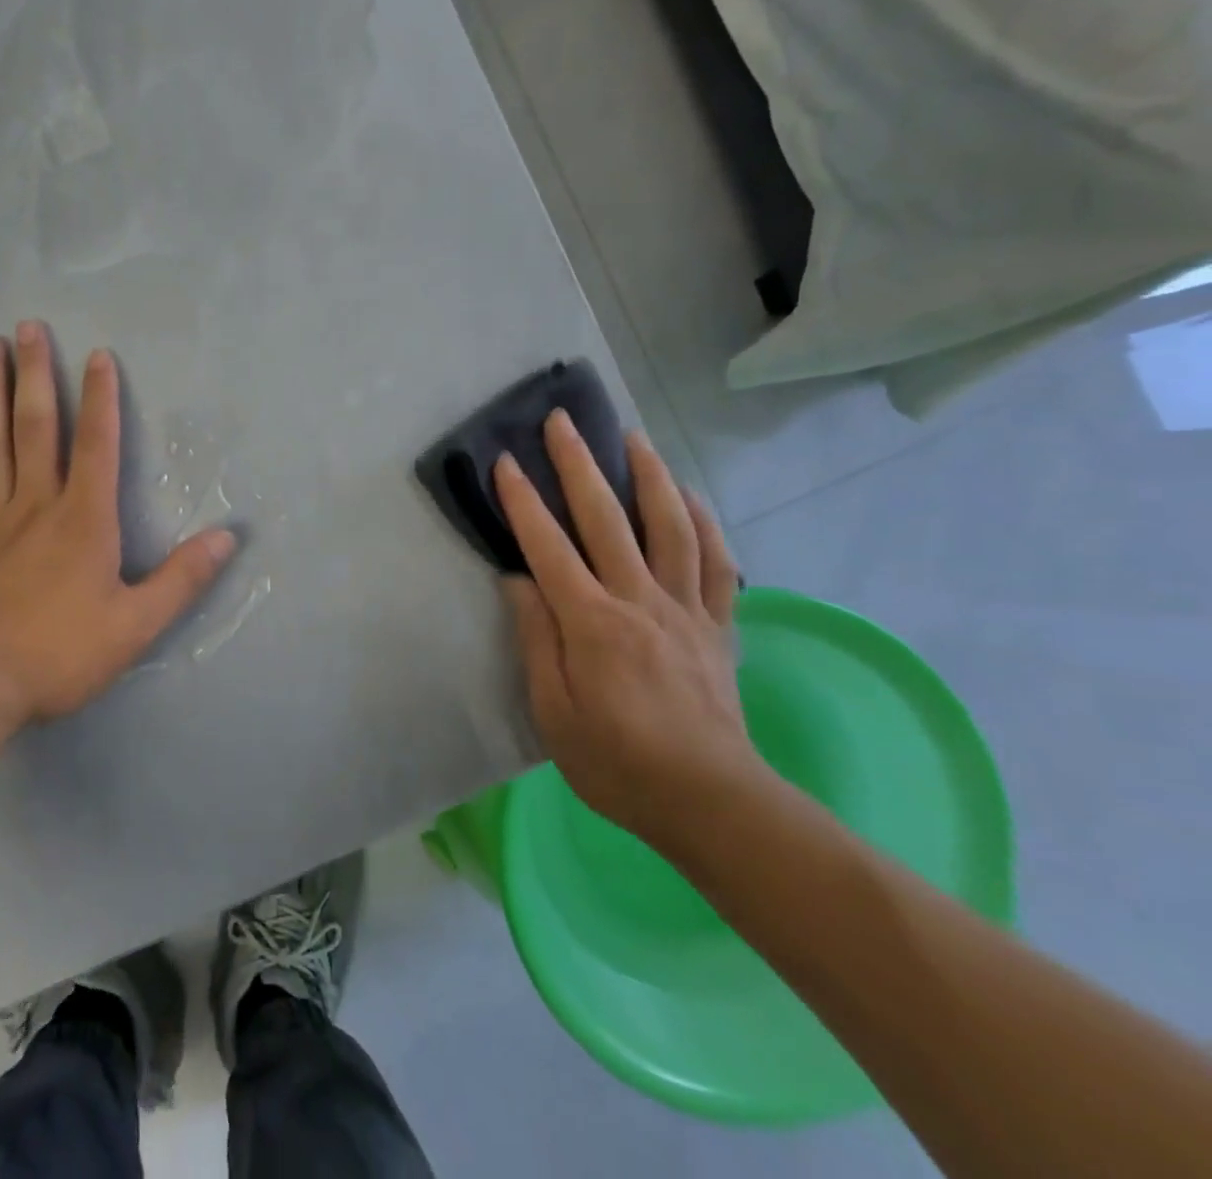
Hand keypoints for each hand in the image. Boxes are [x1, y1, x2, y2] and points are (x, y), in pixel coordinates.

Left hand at [0, 322, 236, 732]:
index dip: (101, 398)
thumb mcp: (136, 625)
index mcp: (83, 520)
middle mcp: (36, 504)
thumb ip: (183, 579)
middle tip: (27, 326)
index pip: (97, 445)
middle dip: (35, 374)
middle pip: (36, 427)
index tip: (97, 354)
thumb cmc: (59, 653)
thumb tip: (229, 537)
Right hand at [494, 411, 765, 847]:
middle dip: (580, 464)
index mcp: (593, 624)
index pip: (549, 548)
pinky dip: (704, 521)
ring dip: (649, 475)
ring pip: (670, 526)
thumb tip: (518, 581)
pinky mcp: (717, 624)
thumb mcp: (553, 714)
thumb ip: (536, 641)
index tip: (506, 462)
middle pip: (607, 519)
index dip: (524, 502)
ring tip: (634, 436)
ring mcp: (685, 609)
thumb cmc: (617, 763)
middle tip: (564, 421)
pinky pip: (716, 562)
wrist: (711, 801)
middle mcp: (640, 601)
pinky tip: (690, 495)